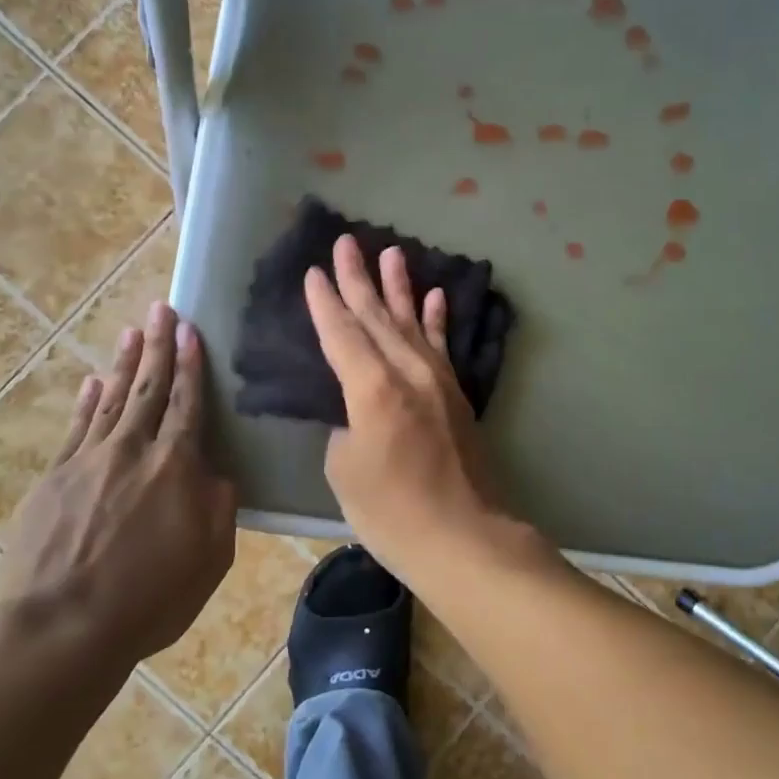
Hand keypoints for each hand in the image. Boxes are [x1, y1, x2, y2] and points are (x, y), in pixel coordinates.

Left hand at [0, 302, 236, 664]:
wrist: (59, 628)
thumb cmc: (148, 598)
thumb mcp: (210, 558)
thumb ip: (219, 507)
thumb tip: (217, 472)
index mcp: (176, 466)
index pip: (187, 403)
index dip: (191, 365)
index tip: (191, 331)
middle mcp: (133, 449)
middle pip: (149, 387)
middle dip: (158, 345)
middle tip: (162, 308)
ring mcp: (88, 460)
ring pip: (112, 399)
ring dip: (124, 363)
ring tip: (133, 331)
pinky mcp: (54, 478)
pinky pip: (76, 428)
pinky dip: (87, 401)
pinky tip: (94, 382)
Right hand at [304, 235, 536, 580]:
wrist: (464, 538)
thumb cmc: (392, 512)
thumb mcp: (345, 469)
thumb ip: (345, 427)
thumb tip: (356, 412)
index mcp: (372, 389)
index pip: (342, 334)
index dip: (325, 303)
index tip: (314, 271)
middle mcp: (407, 372)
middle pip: (377, 316)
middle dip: (358, 278)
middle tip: (347, 241)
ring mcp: (437, 381)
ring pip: (412, 322)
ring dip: (399, 287)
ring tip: (391, 252)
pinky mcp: (457, 395)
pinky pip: (442, 347)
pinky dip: (438, 320)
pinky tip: (435, 296)